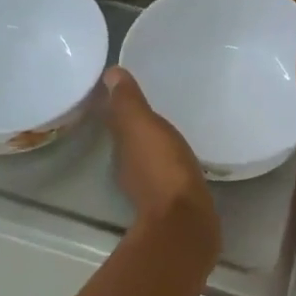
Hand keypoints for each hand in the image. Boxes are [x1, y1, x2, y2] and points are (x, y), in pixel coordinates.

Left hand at [103, 68, 219, 253]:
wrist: (186, 222)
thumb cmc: (163, 169)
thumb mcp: (144, 127)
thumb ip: (128, 102)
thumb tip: (110, 73)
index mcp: (121, 148)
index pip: (115, 120)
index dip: (118, 104)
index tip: (126, 87)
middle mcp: (130, 168)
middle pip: (130, 139)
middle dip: (136, 124)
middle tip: (152, 102)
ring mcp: (150, 187)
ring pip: (147, 157)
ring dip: (153, 144)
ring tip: (169, 128)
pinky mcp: (172, 201)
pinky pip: (168, 173)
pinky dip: (170, 163)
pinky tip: (183, 157)